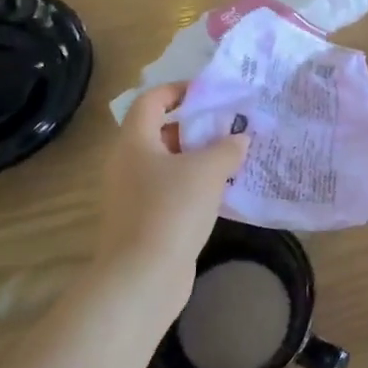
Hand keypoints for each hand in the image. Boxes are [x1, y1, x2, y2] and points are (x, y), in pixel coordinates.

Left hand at [94, 84, 248, 319]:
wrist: (142, 278)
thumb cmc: (171, 210)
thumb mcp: (208, 171)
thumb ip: (227, 148)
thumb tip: (240, 138)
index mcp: (134, 142)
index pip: (151, 100)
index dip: (179, 90)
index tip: (211, 92)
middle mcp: (127, 164)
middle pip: (161, 131)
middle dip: (197, 126)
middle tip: (231, 125)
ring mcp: (133, 195)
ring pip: (168, 164)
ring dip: (199, 158)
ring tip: (234, 156)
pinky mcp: (144, 221)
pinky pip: (171, 191)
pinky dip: (195, 185)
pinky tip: (223, 191)